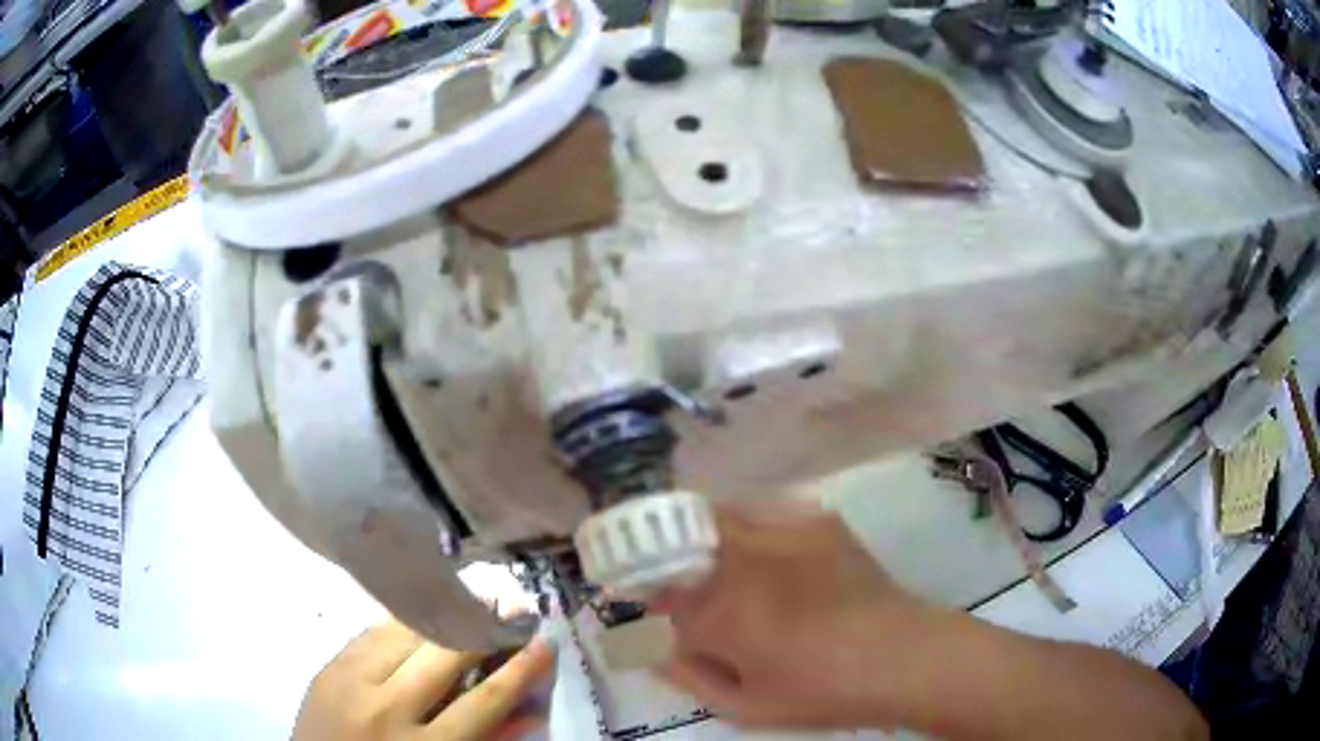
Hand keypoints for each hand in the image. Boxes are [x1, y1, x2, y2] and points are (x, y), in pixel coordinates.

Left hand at [293, 619, 553, 740]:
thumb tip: (527, 711)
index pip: (484, 701)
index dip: (519, 669)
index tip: (544, 641)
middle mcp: (388, 709)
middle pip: (445, 656)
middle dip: (482, 627)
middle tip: (510, 606)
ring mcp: (352, 682)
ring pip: (405, 633)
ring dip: (442, 614)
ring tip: (469, 599)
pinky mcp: (328, 666)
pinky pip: (371, 632)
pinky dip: (401, 622)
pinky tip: (419, 613)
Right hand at [652, 505, 1208, 740]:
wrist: (909, 657)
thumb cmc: (824, 691)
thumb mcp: (744, 704)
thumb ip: (687, 671)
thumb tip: (651, 642)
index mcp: (726, 606)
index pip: (651, 578)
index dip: (628, 578)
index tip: (618, 584)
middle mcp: (749, 554)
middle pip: (678, 528)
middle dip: (656, 544)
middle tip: (657, 571)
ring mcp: (787, 527)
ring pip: (717, 512)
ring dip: (697, 531)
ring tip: (704, 563)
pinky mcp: (818, 518)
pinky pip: (759, 511)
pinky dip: (740, 526)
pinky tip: (756, 556)